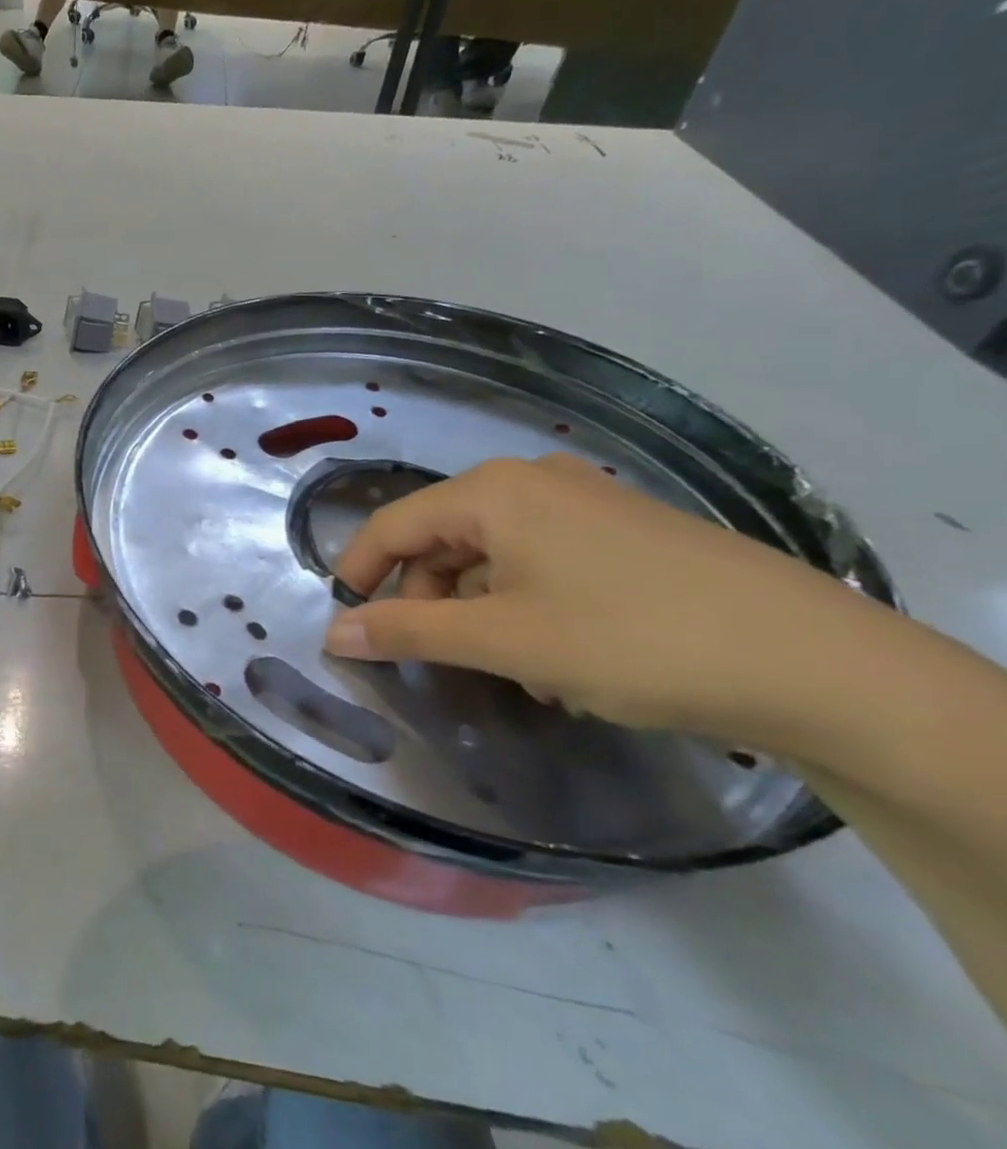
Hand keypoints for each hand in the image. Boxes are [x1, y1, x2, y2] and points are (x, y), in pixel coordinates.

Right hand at [322, 454, 905, 744]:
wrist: (816, 664)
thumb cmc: (630, 639)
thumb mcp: (503, 639)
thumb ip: (407, 631)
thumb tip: (332, 634)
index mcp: (491, 491)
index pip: (392, 524)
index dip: (358, 573)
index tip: (344, 625)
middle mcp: (530, 480)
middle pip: (442, 537)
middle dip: (426, 598)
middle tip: (433, 658)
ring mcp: (583, 501)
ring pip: (492, 554)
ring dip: (478, 608)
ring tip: (506, 668)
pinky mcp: (623, 530)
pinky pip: (541, 560)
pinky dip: (524, 604)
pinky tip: (556, 656)